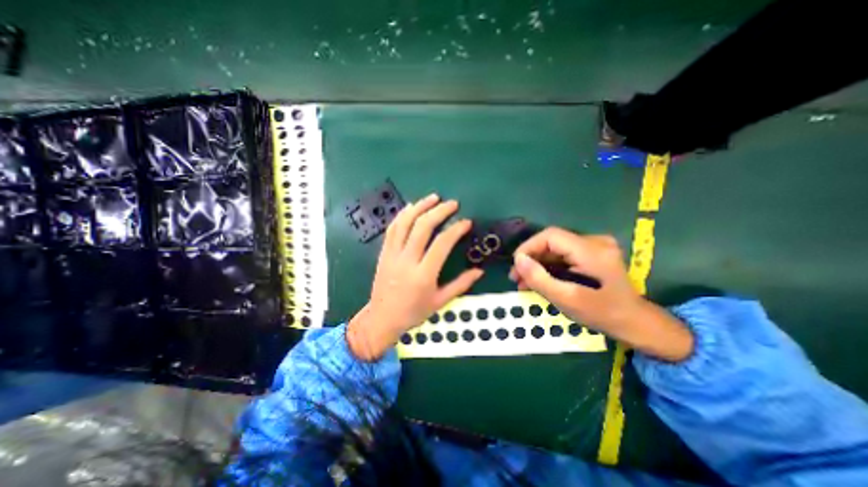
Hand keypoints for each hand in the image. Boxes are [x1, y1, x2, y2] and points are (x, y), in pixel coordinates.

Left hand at [346, 195, 480, 360]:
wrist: (382, 318)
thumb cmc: (413, 312)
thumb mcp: (440, 302)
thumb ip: (461, 284)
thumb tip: (479, 271)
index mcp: (424, 275)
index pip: (442, 244)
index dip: (456, 229)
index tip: (466, 222)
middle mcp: (407, 261)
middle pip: (423, 227)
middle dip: (439, 211)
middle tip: (452, 203)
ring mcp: (392, 255)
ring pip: (405, 223)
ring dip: (420, 207)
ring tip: (433, 198)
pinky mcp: (384, 253)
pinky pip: (392, 229)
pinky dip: (402, 215)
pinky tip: (411, 207)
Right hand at [511, 227, 692, 361]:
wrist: (635, 323)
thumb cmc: (602, 314)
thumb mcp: (567, 299)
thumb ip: (540, 278)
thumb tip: (518, 259)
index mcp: (592, 251)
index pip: (550, 236)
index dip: (529, 247)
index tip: (516, 265)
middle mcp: (595, 242)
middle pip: (552, 242)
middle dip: (531, 258)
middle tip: (516, 277)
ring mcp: (595, 247)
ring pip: (555, 249)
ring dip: (538, 264)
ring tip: (523, 282)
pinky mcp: (593, 254)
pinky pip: (563, 255)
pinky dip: (549, 266)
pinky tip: (539, 279)